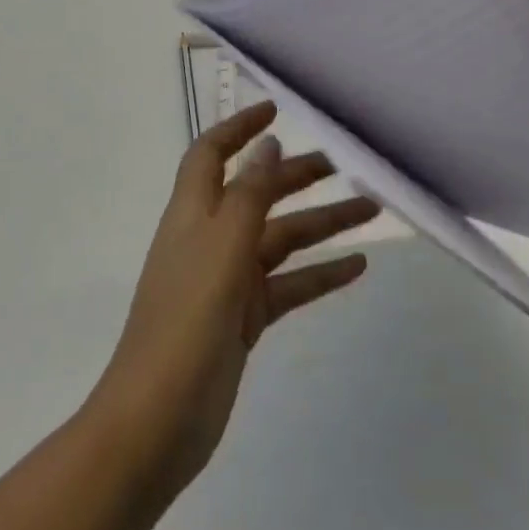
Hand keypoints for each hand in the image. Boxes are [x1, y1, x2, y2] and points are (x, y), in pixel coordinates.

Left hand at [89, 102, 376, 500]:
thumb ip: (248, 194)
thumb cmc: (186, 321)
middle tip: (344, 165)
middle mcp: (209, 237)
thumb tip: (268, 144)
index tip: (275, 109)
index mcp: (193, 212)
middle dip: (296, 175)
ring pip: (281, 239)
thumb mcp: (221, 248)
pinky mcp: (242, 318)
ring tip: (371, 210)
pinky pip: (288, 285)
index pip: (212, 153)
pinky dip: (320, 273)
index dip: (239, 127)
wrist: (157, 421)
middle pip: (256, 192)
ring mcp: (227, 280)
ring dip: (322, 224)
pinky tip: (357, 267)